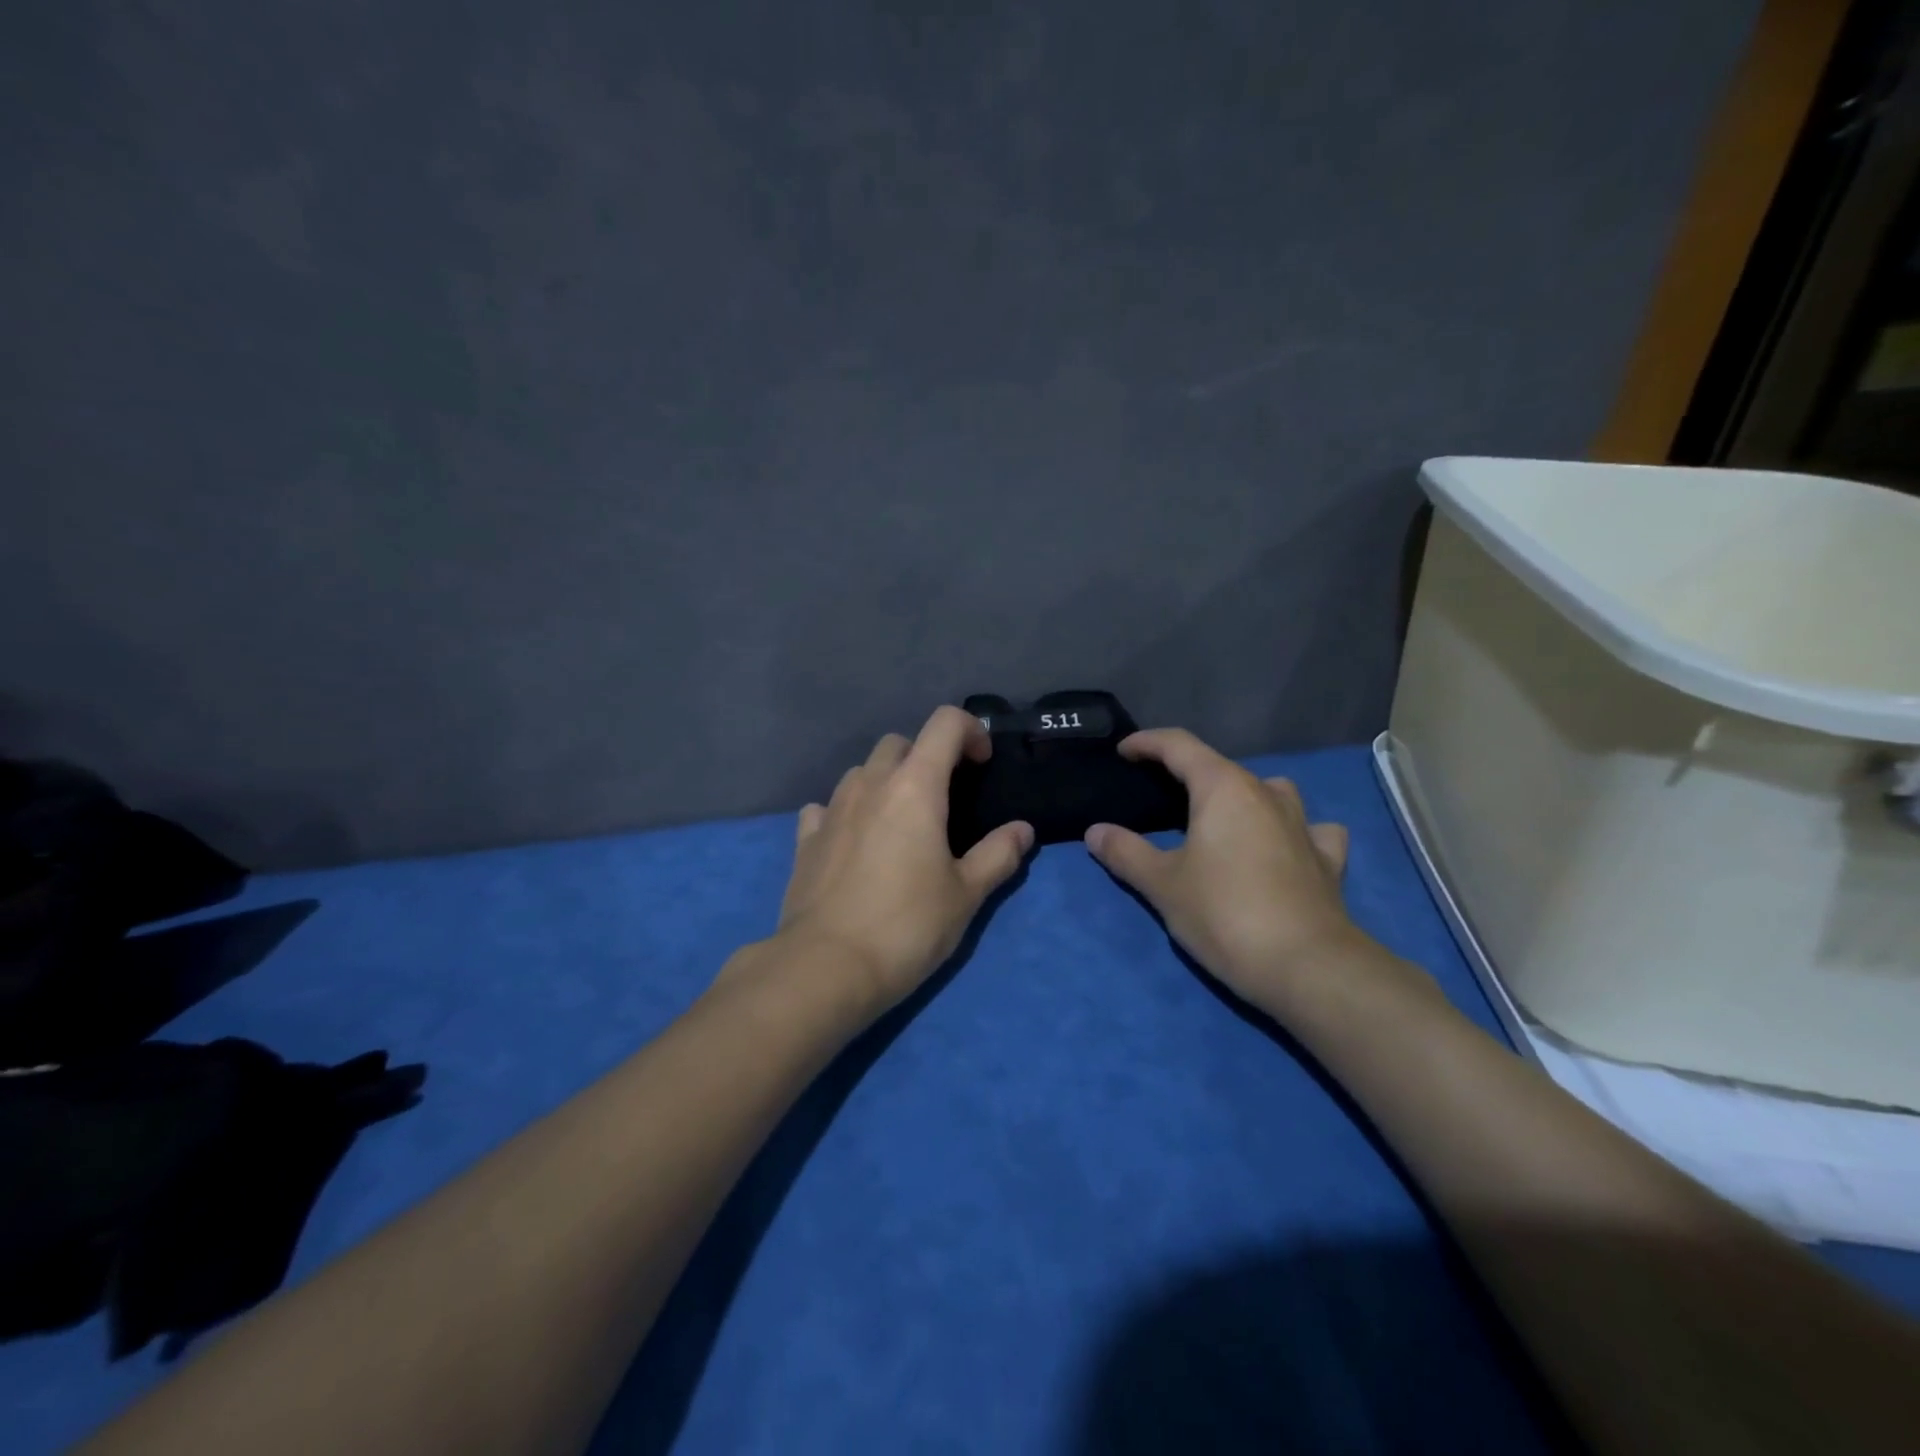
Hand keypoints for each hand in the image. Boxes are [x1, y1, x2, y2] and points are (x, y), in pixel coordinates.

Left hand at [772, 706, 1032, 1014]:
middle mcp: (870, 784)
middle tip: (944, 798)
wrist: (826, 967)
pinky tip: (855, 842)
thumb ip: (998, 855)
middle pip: (900, 742)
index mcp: (915, 786)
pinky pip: (827, 806)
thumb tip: (1022, 830)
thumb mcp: (966, 894)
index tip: (982, 765)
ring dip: (886, 781)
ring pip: (862, 771)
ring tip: (900, 822)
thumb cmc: (907, 926)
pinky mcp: (806, 838)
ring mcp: (832, 808)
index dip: (971, 731)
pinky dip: (847, 812)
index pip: (945, 723)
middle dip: (926, 756)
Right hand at [1083, 728, 1371, 1012]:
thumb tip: (1095, 832)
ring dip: (1242, 796)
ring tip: (1220, 819)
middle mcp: (1266, 794)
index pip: (1179, 745)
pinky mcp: (1327, 859)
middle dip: (1186, 773)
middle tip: (1156, 795)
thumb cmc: (1224, 914)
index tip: (1122, 752)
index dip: (1147, 743)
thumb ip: (1125, 852)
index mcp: (1223, 788)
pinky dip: (1291, 830)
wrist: (1307, 967)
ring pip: (1270, 790)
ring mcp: (1303, 825)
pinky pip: (1309, 829)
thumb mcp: (1162, 884)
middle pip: (1221, 767)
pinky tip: (1283, 846)